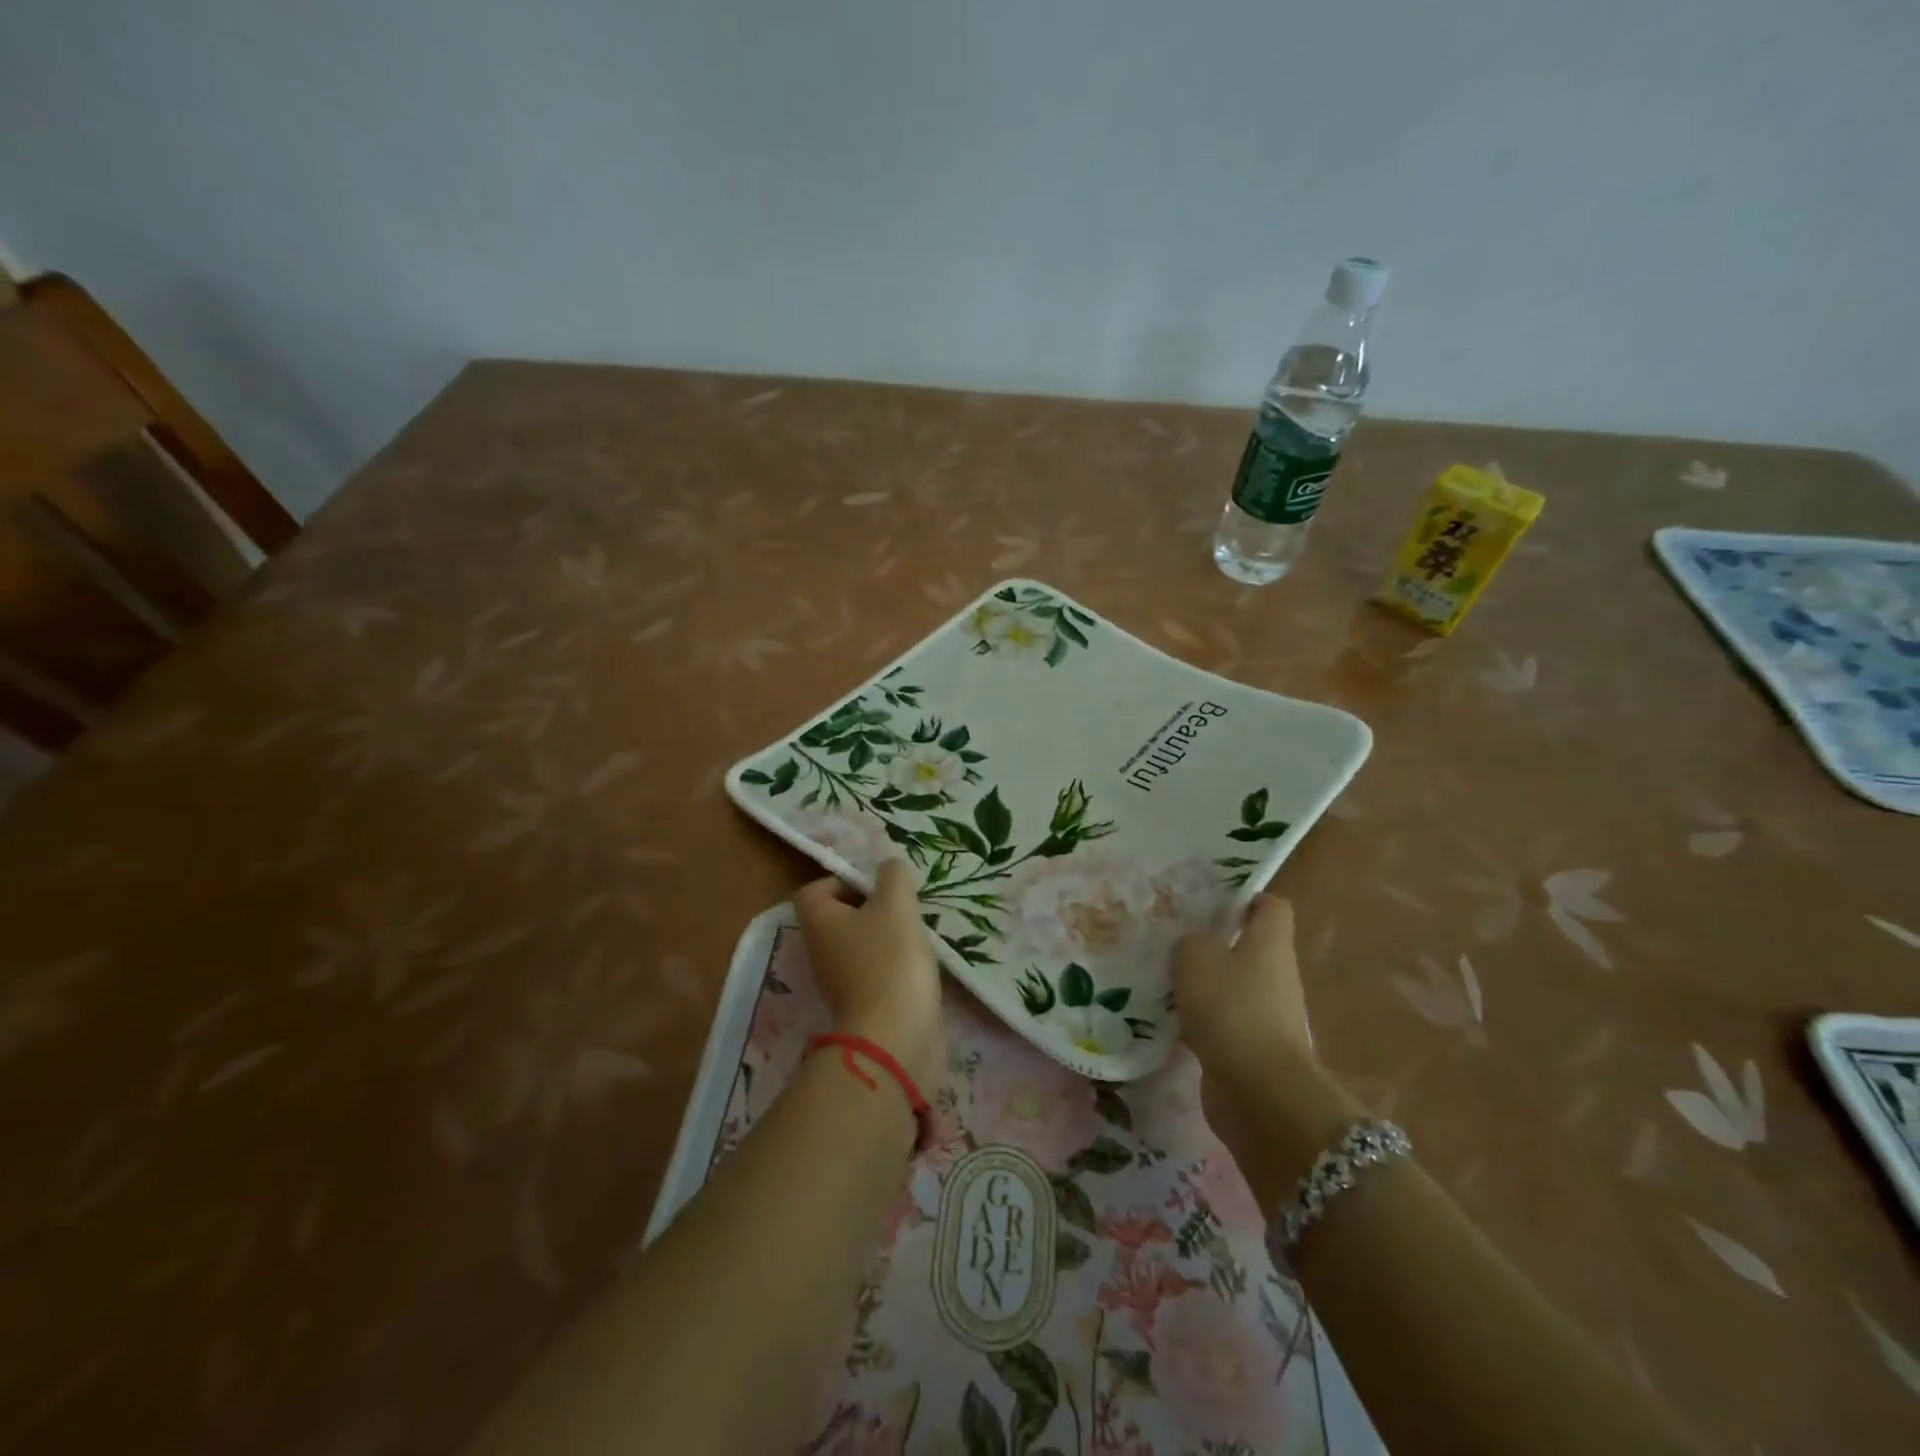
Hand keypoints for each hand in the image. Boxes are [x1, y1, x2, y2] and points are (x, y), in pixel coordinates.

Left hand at [794, 860, 944, 1090]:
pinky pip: (875, 972)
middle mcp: (821, 951)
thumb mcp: (896, 904)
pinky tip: (920, 963)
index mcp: (819, 922)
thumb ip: (893, 876)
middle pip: (839, 917)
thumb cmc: (889, 960)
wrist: (895, 1038)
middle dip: (872, 907)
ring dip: (887, 935)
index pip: (814, 890)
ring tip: (917, 931)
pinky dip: (895, 965)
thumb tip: (889, 866)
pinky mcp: (863, 1006)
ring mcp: (840, 982)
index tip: (877, 884)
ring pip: (860, 945)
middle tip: (904, 904)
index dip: (843, 880)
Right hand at [1174, 894, 1310, 1080]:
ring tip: (1161, 977)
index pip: (1271, 907)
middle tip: (1172, 939)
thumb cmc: (1231, 1010)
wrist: (1259, 1093)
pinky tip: (1167, 1018)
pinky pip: (1222, 1022)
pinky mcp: (1251, 1049)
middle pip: (1248, 947)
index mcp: (1270, 944)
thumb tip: (1194, 946)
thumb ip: (1190, 943)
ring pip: (1231, 986)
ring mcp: (1267, 1015)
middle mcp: (1275, 976)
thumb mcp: (1196, 959)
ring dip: (1202, 984)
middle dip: (1213, 943)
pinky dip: (1199, 1020)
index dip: (1245, 898)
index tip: (1210, 900)